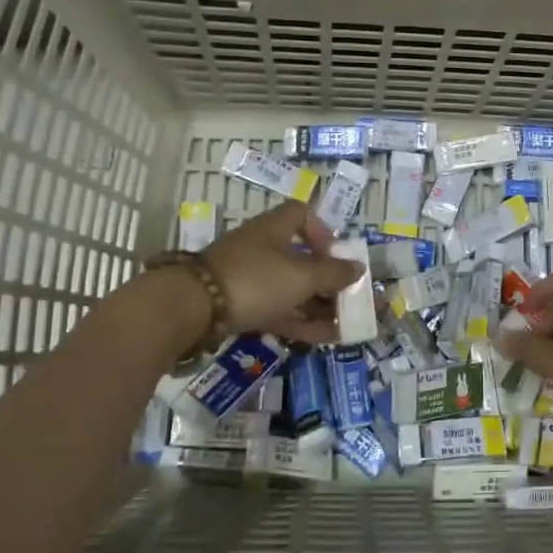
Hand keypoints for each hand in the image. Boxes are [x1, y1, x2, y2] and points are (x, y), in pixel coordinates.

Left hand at [201, 201, 363, 345]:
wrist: (194, 308)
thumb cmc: (256, 279)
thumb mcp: (302, 276)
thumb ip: (334, 273)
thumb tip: (358, 268)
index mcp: (275, 228)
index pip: (302, 215)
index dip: (323, 231)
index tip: (336, 254)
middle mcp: (263, 248)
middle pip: (302, 258)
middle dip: (329, 280)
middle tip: (352, 298)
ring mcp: (251, 278)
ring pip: (293, 289)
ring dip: (320, 306)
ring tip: (348, 324)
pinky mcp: (242, 306)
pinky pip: (280, 310)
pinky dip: (303, 322)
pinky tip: (327, 338)